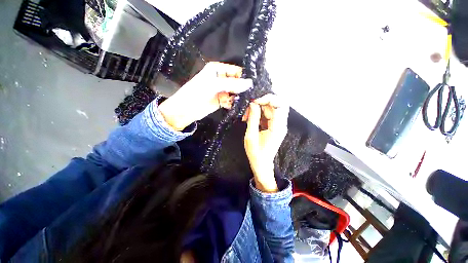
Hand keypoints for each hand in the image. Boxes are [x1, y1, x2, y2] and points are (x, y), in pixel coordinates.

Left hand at [158, 62, 252, 130]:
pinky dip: (236, 104)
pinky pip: (232, 101)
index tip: (256, 85)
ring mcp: (222, 90)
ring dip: (242, 97)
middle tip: (255, 95)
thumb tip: (250, 83)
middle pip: (237, 82)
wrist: (185, 110)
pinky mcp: (222, 100)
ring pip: (236, 92)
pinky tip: (241, 107)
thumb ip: (232, 84)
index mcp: (218, 70)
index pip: (236, 71)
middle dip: (245, 89)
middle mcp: (221, 79)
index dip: (245, 77)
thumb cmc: (196, 93)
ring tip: (250, 102)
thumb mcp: (213, 85)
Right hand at [244, 94, 288, 192]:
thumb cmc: (255, 153)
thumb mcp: (251, 135)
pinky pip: (268, 114)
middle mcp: (281, 124)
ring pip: (271, 108)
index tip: (254, 101)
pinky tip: (250, 118)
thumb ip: (253, 118)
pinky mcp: (274, 126)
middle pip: (276, 104)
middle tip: (249, 107)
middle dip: (262, 103)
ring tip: (247, 116)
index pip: (279, 104)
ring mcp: (278, 125)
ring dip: (258, 109)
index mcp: (277, 127)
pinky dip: (259, 114)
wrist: (261, 164)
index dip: (267, 99)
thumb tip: (253, 103)